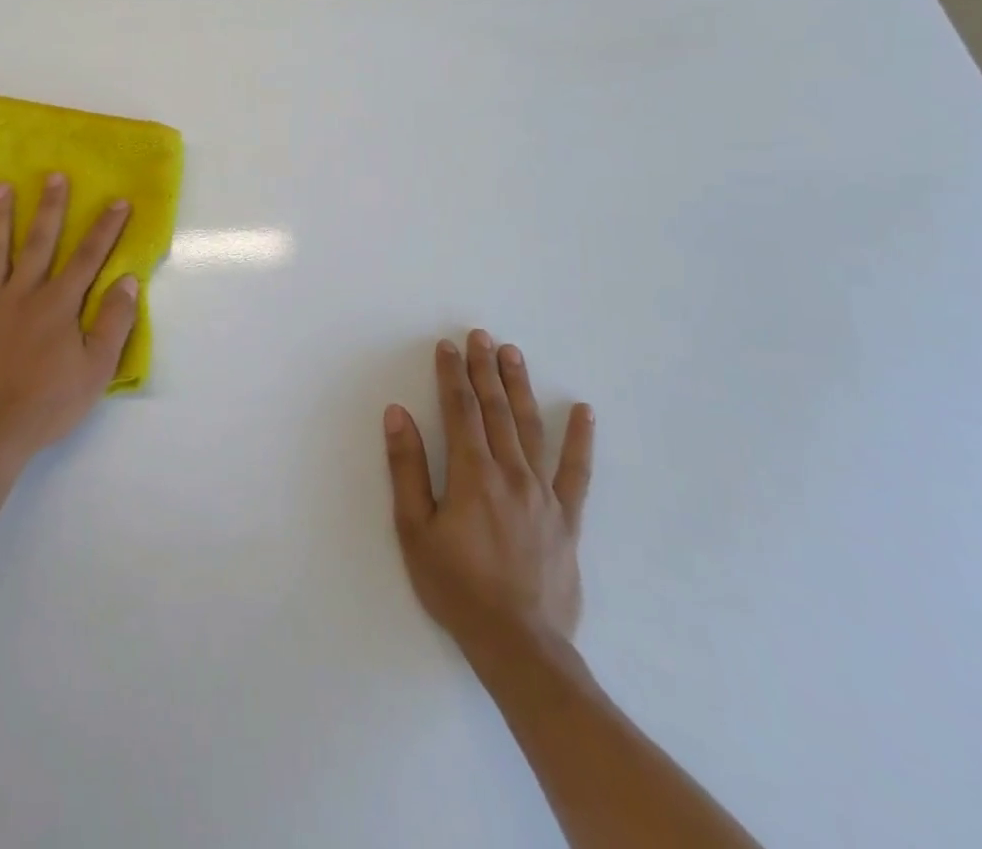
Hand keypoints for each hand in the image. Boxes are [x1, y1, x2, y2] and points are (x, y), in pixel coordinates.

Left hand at [0, 174, 138, 473]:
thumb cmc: (50, 403)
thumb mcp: (97, 368)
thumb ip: (114, 322)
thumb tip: (128, 280)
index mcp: (59, 305)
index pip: (88, 258)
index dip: (106, 229)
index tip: (118, 201)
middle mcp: (24, 294)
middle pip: (40, 243)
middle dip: (50, 208)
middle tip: (54, 176)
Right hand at [384, 330, 594, 674]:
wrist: (519, 645)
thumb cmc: (456, 586)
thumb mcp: (414, 529)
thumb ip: (407, 468)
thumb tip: (398, 413)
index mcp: (473, 474)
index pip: (460, 410)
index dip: (452, 375)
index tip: (448, 346)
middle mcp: (511, 473)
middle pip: (496, 409)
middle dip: (485, 369)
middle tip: (481, 335)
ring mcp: (544, 494)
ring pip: (531, 428)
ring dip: (520, 387)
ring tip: (514, 354)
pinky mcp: (567, 518)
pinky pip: (577, 472)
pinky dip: (580, 439)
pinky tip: (583, 411)